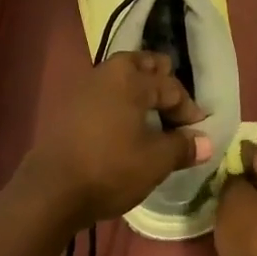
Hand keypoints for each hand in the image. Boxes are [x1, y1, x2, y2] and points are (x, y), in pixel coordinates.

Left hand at [17, 52, 210, 230]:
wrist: (51, 190)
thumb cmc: (110, 168)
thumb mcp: (156, 161)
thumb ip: (183, 146)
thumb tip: (205, 142)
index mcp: (131, 77)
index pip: (171, 86)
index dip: (188, 109)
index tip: (197, 132)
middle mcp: (107, 72)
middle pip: (144, 65)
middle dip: (163, 83)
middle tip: (174, 112)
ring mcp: (84, 86)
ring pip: (122, 77)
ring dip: (140, 92)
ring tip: (152, 120)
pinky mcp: (69, 105)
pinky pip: (105, 93)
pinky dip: (120, 103)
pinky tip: (124, 128)